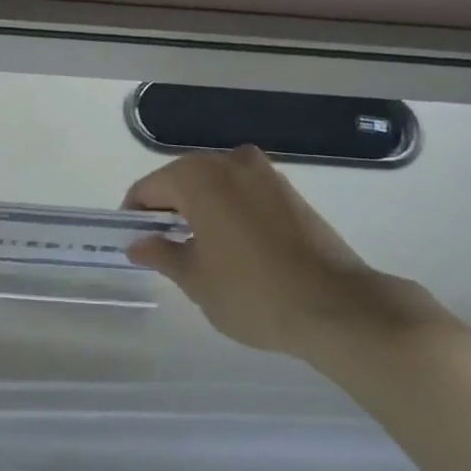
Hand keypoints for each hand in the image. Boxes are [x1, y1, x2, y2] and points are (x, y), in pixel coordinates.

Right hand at [124, 147, 455, 367]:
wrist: (337, 307)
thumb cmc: (252, 293)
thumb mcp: (195, 279)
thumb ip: (161, 254)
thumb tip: (138, 243)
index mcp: (199, 177)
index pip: (149, 188)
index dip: (135, 215)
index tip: (134, 243)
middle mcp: (231, 163)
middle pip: (183, 180)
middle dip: (168, 209)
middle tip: (161, 248)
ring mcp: (266, 175)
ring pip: (216, 185)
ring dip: (199, 208)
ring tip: (197, 249)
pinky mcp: (291, 193)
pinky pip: (244, 193)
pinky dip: (229, 211)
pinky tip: (232, 246)